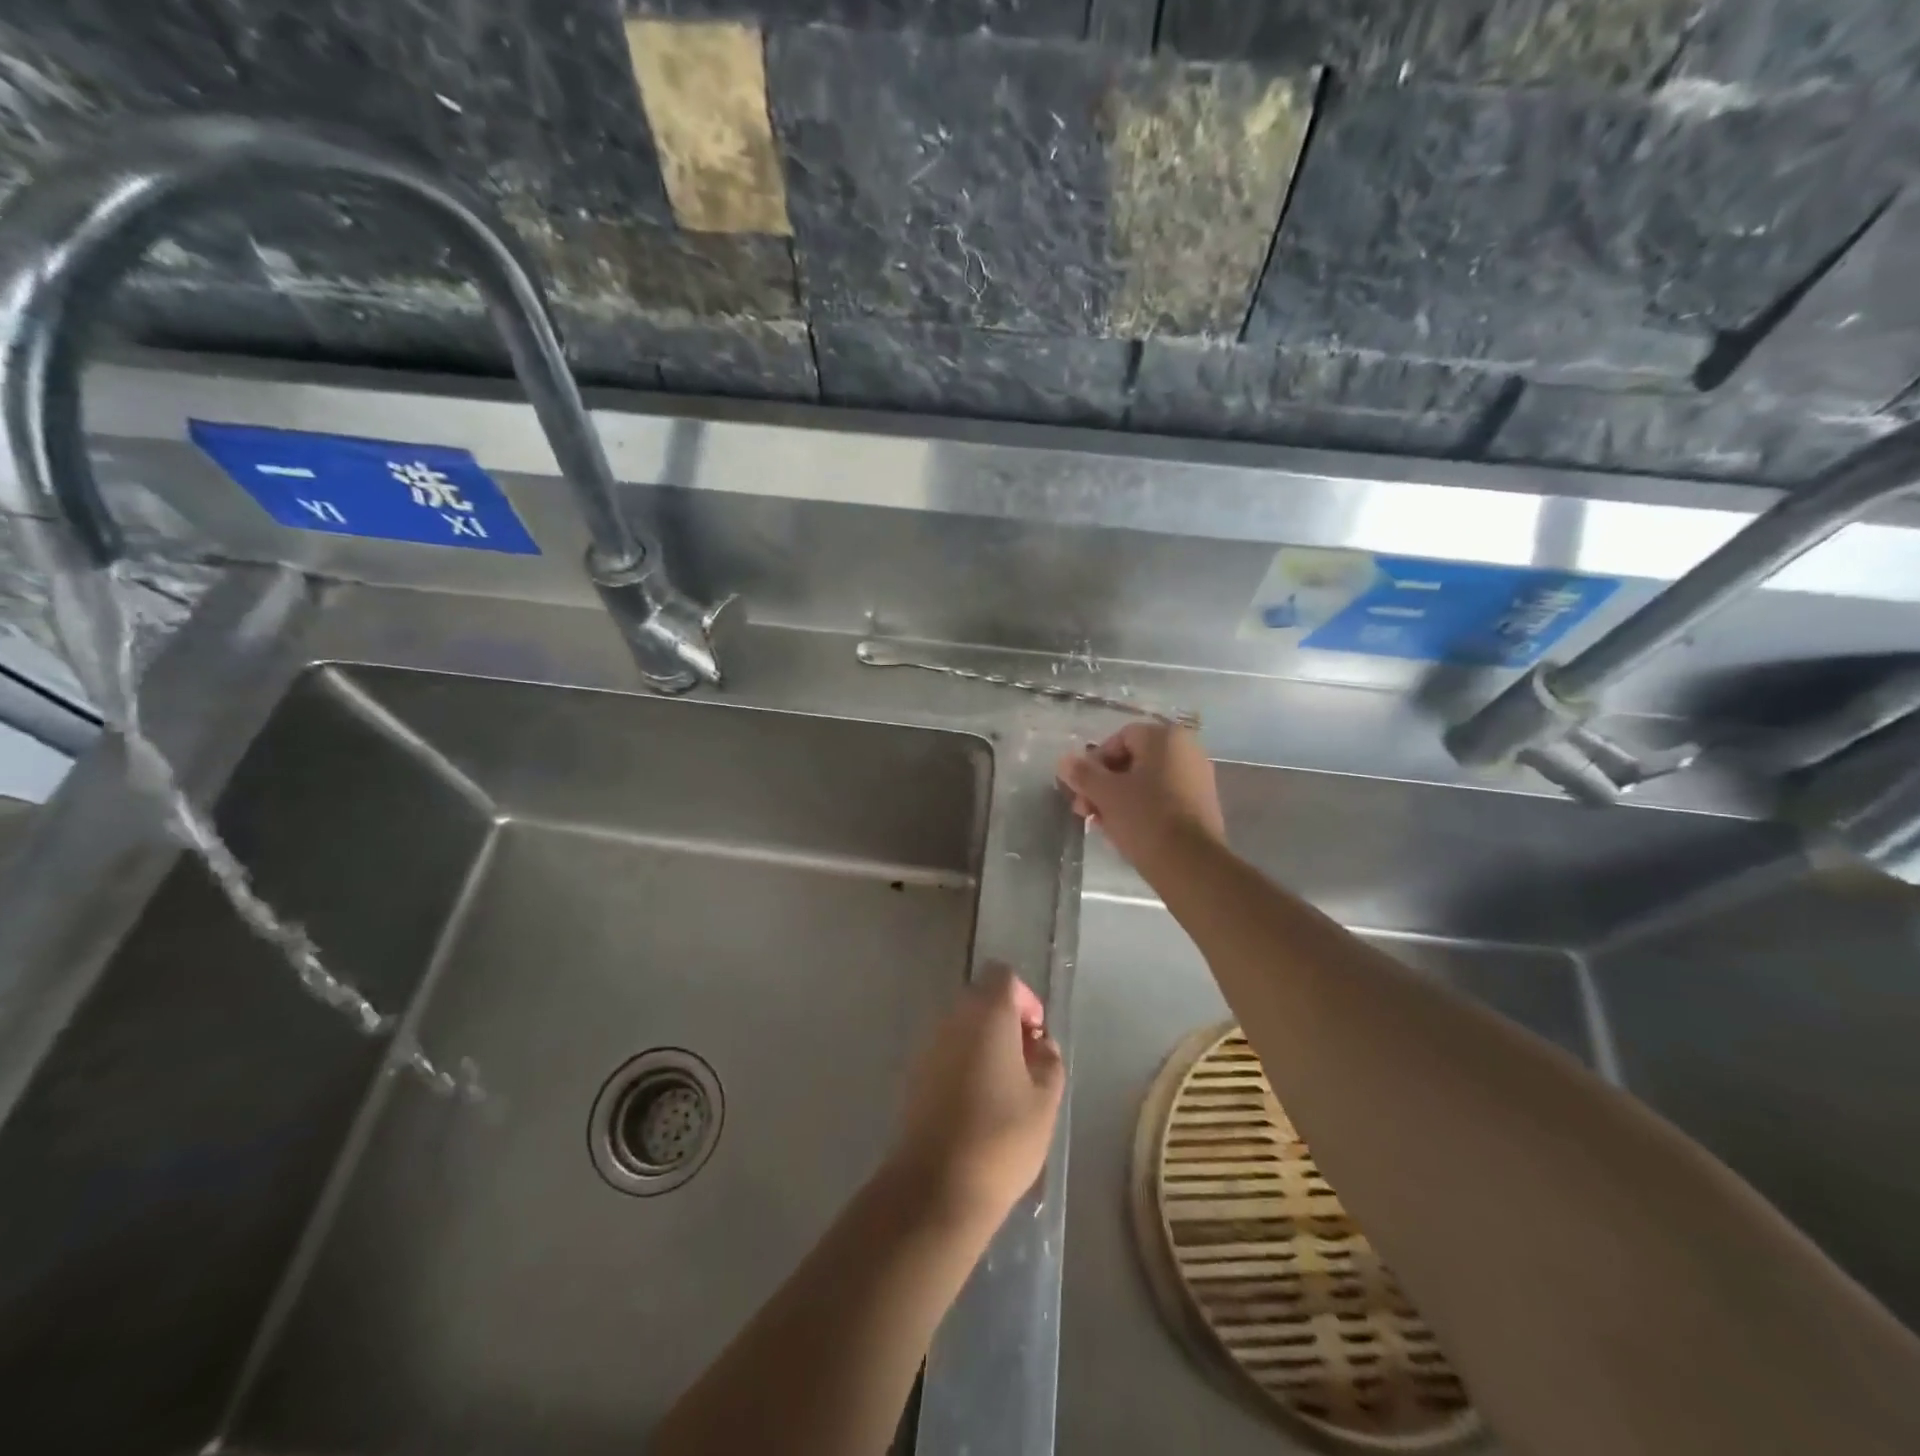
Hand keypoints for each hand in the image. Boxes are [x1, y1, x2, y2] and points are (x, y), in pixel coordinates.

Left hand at [890, 966, 1064, 1228]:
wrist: (936, 1187)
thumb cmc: (1001, 1138)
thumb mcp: (1045, 1102)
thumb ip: (1049, 1062)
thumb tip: (1041, 1045)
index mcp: (986, 1014)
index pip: (1003, 977)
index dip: (1026, 998)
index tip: (1038, 1034)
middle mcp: (953, 1019)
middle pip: (981, 999)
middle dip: (1006, 1021)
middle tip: (1028, 1061)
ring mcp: (929, 1046)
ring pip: (963, 1027)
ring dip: (985, 1043)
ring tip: (1007, 1086)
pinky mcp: (915, 1075)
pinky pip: (947, 1052)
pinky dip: (966, 1063)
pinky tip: (980, 1103)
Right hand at [1056, 722, 1226, 872]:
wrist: (1191, 864)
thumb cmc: (1145, 818)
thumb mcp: (1105, 794)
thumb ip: (1083, 773)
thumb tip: (1064, 761)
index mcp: (1165, 738)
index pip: (1119, 738)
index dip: (1094, 762)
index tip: (1081, 789)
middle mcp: (1186, 750)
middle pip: (1132, 761)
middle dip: (1103, 784)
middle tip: (1085, 810)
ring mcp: (1197, 779)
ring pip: (1145, 782)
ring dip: (1118, 799)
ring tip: (1100, 824)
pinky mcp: (1201, 806)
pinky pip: (1162, 799)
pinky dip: (1141, 809)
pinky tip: (1124, 832)